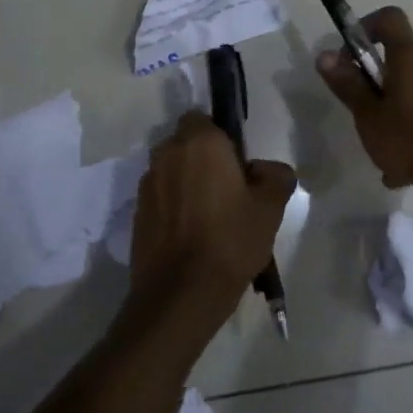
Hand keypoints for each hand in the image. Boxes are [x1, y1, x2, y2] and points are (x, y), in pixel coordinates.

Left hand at [123, 112, 296, 347]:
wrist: (181, 294)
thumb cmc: (230, 240)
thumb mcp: (271, 207)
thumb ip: (276, 176)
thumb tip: (267, 170)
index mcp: (199, 143)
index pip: (204, 118)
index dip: (222, 138)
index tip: (238, 165)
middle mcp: (167, 155)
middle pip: (186, 145)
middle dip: (203, 159)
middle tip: (229, 191)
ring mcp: (147, 185)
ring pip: (172, 172)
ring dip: (187, 184)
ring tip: (210, 218)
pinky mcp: (137, 214)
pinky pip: (161, 198)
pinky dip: (174, 208)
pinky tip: (192, 236)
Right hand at [316, 6, 412, 193]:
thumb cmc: (411, 138)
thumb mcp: (369, 115)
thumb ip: (347, 85)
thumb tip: (324, 55)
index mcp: (408, 58)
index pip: (389, 18)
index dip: (365, 26)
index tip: (349, 56)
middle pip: (394, 59)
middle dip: (371, 82)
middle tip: (358, 110)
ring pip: (405, 93)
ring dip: (386, 114)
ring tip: (377, 150)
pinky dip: (404, 133)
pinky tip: (398, 171)